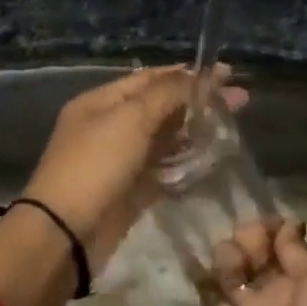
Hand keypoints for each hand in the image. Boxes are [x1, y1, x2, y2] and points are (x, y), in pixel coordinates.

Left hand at [22, 65, 244, 272]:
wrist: (66, 231)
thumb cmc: (95, 165)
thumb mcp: (130, 119)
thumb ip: (165, 95)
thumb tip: (195, 78)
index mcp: (100, 102)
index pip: (149, 78)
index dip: (187, 74)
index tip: (227, 75)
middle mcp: (109, 126)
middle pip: (159, 107)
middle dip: (197, 103)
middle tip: (240, 103)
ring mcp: (119, 160)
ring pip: (163, 139)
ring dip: (195, 133)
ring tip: (231, 129)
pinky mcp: (130, 191)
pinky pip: (163, 170)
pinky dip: (185, 164)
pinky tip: (212, 160)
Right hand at [214, 220, 306, 305]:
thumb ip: (299, 251)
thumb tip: (284, 226)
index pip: (282, 241)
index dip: (270, 228)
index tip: (267, 227)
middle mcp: (280, 289)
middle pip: (254, 251)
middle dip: (247, 238)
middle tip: (251, 248)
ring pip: (231, 270)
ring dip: (228, 256)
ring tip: (236, 265)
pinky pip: (214, 300)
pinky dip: (205, 284)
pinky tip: (202, 271)